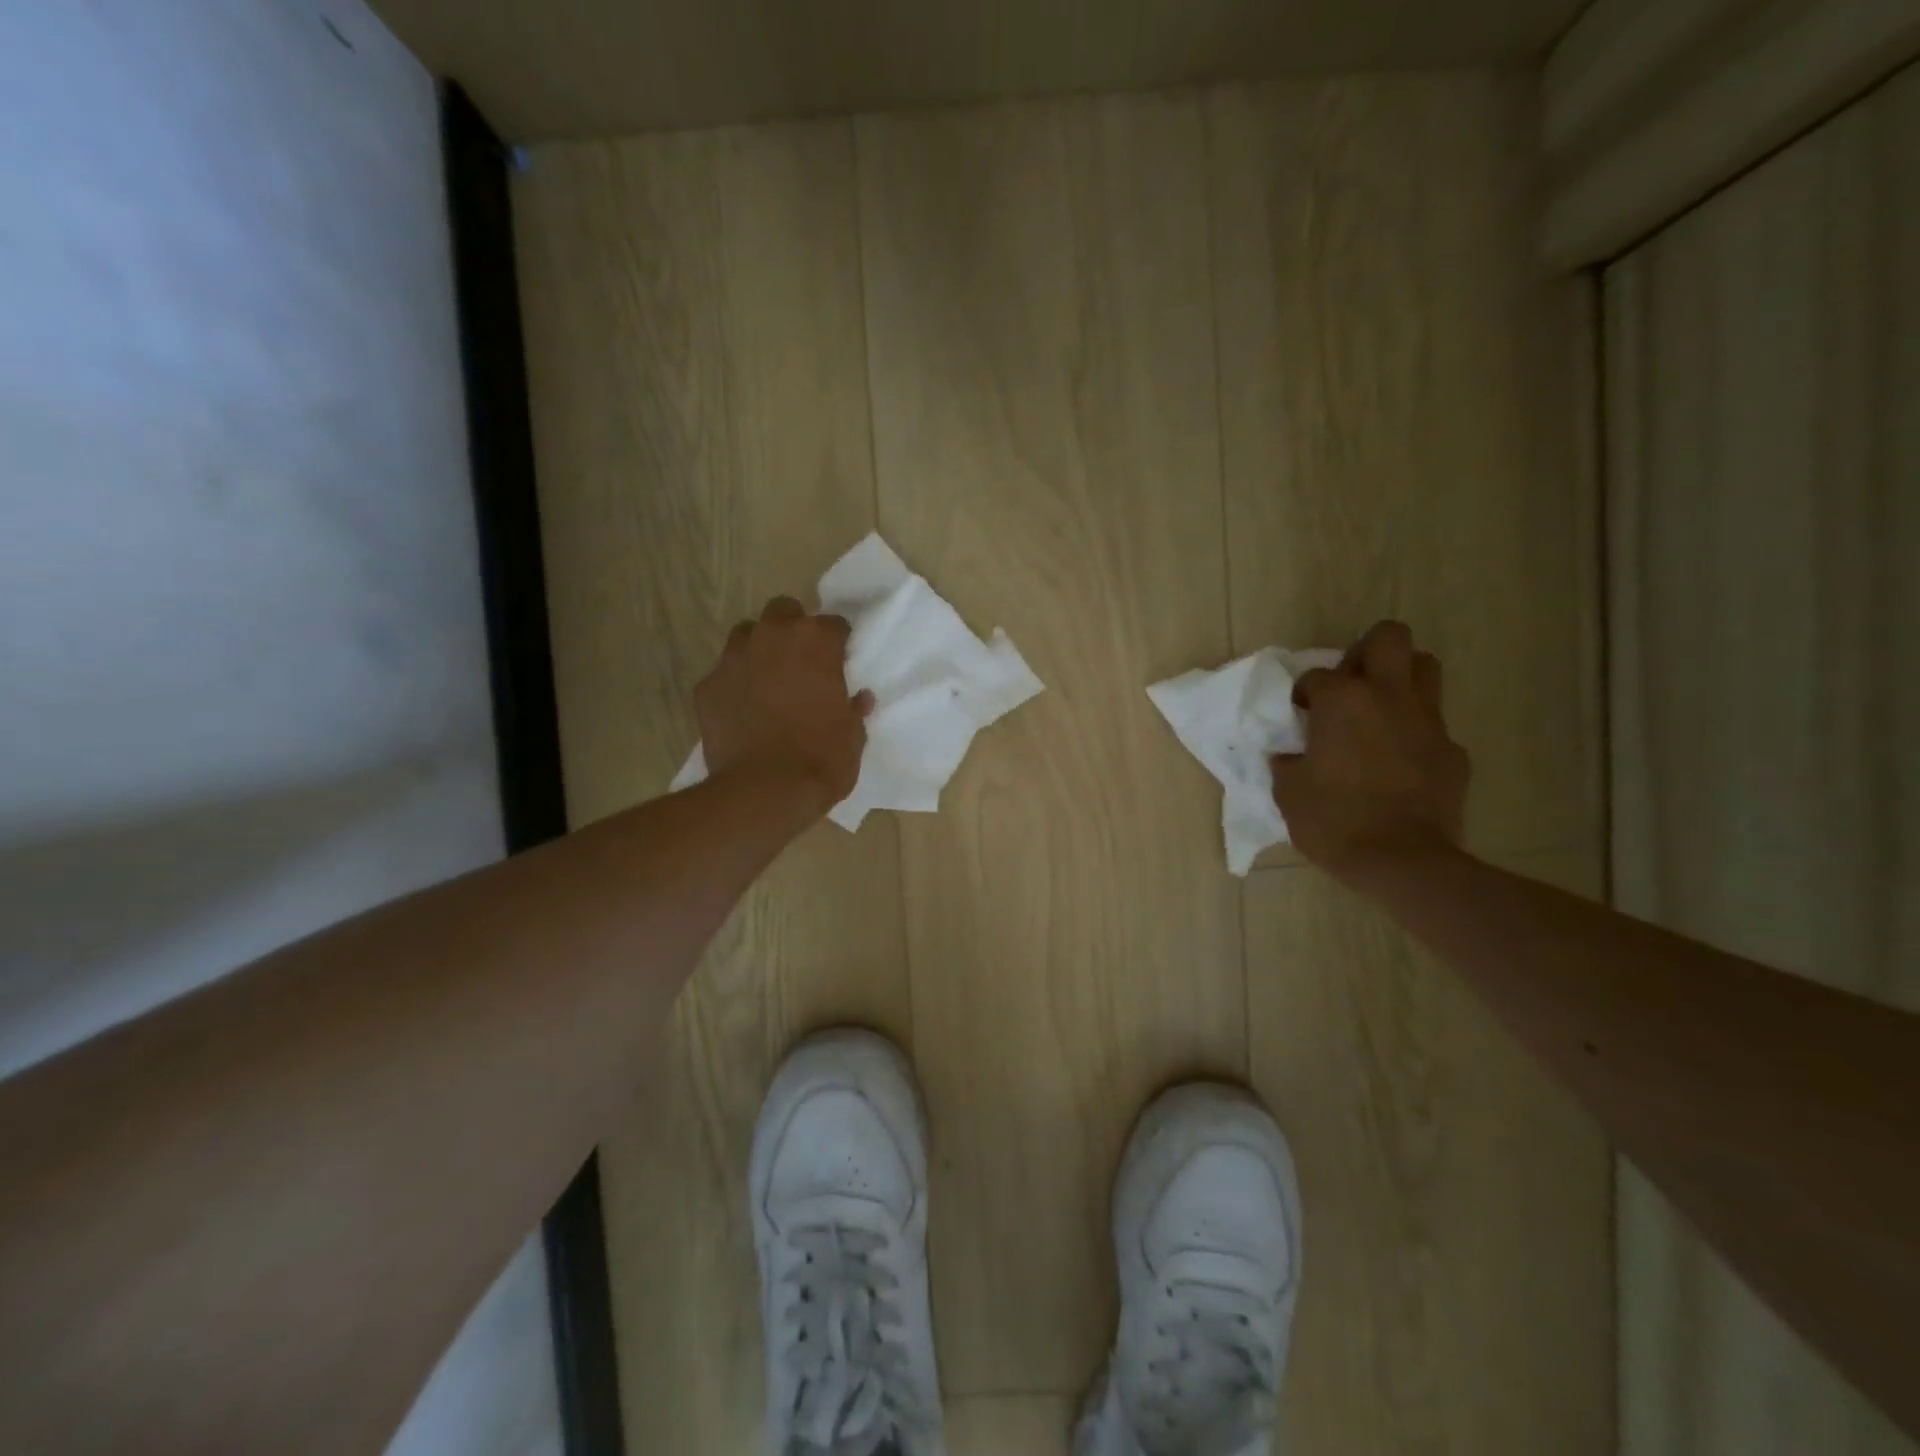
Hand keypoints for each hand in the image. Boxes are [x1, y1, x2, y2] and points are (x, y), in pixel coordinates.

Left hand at [694, 598, 872, 813]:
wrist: (764, 791)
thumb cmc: (821, 759)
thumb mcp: (852, 736)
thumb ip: (853, 710)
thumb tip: (858, 699)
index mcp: (816, 642)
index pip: (833, 624)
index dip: (837, 643)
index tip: (839, 662)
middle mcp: (773, 637)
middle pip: (783, 611)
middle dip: (793, 628)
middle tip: (801, 661)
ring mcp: (734, 658)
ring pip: (746, 634)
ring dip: (759, 648)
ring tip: (768, 679)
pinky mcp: (707, 685)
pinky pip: (723, 674)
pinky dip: (734, 684)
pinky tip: (742, 709)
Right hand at [1272, 621, 1470, 885]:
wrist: (1403, 862)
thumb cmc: (1334, 821)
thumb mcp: (1289, 791)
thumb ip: (1288, 761)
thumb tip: (1291, 754)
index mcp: (1342, 701)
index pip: (1317, 675)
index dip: (1304, 693)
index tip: (1300, 715)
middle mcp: (1389, 696)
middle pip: (1389, 637)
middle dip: (1366, 652)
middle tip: (1349, 686)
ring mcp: (1428, 721)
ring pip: (1424, 668)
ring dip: (1399, 679)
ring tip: (1377, 710)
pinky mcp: (1453, 751)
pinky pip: (1433, 724)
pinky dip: (1414, 731)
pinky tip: (1399, 761)